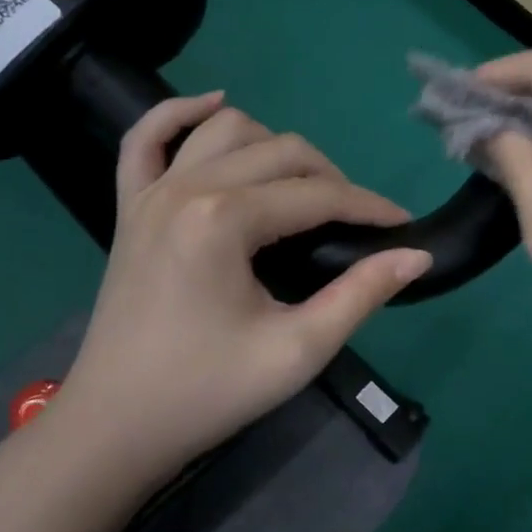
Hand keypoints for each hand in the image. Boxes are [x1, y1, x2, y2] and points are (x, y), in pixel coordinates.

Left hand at [53, 93, 430, 482]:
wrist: (115, 427)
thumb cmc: (208, 392)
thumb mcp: (297, 351)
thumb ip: (361, 295)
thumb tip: (416, 255)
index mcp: (224, 220)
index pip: (317, 195)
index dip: (369, 207)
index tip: (403, 225)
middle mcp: (186, 188)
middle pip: (281, 150)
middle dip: (331, 178)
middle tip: (356, 223)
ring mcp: (150, 192)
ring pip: (227, 129)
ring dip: (273, 145)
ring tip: (300, 186)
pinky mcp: (129, 206)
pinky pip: (145, 137)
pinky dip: (179, 112)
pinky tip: (214, 104)